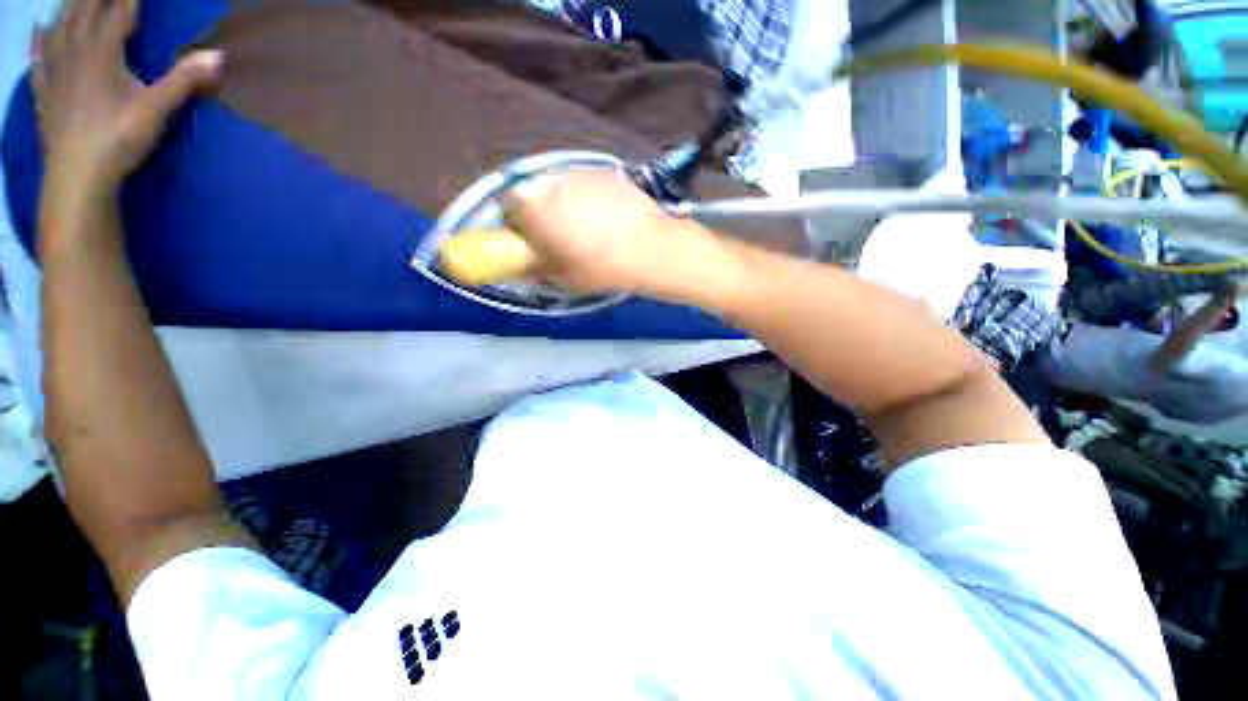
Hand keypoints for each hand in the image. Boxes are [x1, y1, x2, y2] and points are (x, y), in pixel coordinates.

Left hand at [32, 0, 221, 200]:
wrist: (78, 177)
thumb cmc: (118, 140)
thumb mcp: (157, 110)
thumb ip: (185, 80)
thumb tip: (218, 56)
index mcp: (101, 51)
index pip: (118, 10)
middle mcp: (74, 52)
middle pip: (83, 10)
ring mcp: (55, 72)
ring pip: (59, 26)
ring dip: (69, 8)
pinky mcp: (45, 93)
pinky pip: (38, 57)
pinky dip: (39, 39)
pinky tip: (41, 29)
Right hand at [503, 171, 711, 293]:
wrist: (649, 249)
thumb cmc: (600, 267)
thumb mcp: (562, 277)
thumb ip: (535, 267)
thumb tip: (524, 263)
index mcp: (534, 206)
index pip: (508, 207)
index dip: (517, 224)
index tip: (531, 239)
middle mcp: (551, 181)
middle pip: (535, 193)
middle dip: (541, 212)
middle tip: (559, 236)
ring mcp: (581, 172)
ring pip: (562, 187)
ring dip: (565, 203)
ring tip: (588, 228)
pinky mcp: (606, 172)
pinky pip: (587, 184)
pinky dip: (589, 197)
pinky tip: (608, 218)